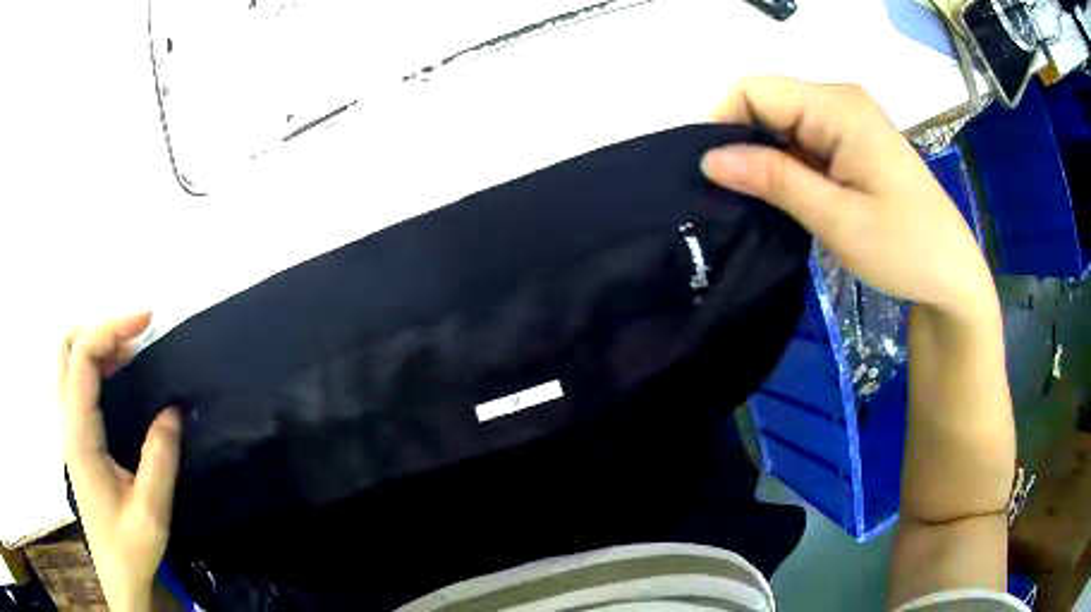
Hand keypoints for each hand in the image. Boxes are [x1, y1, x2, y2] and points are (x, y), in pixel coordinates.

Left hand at [59, 313, 181, 611]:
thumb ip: (160, 458)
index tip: (148, 320)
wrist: (118, 574)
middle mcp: (67, 422)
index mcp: (80, 436)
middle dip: (100, 327)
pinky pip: (77, 378)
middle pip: (67, 346)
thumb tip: (173, 407)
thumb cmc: (131, 547)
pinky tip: (120, 378)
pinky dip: (97, 363)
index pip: (82, 358)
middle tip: (136, 337)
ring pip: (69, 358)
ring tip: (133, 353)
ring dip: (98, 343)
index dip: (111, 327)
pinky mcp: (76, 433)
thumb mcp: (151, 511)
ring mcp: (69, 426)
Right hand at [700, 77, 996, 321]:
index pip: (754, 90)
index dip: (723, 123)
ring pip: (781, 123)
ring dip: (764, 159)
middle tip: (735, 198)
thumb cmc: (905, 249)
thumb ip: (774, 180)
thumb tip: (709, 157)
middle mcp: (839, 100)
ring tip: (760, 204)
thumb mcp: (837, 218)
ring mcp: (847, 119)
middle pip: (766, 102)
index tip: (712, 175)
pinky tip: (788, 198)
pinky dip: (786, 166)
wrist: (951, 272)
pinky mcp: (851, 140)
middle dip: (742, 143)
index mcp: (838, 107)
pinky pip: (802, 140)